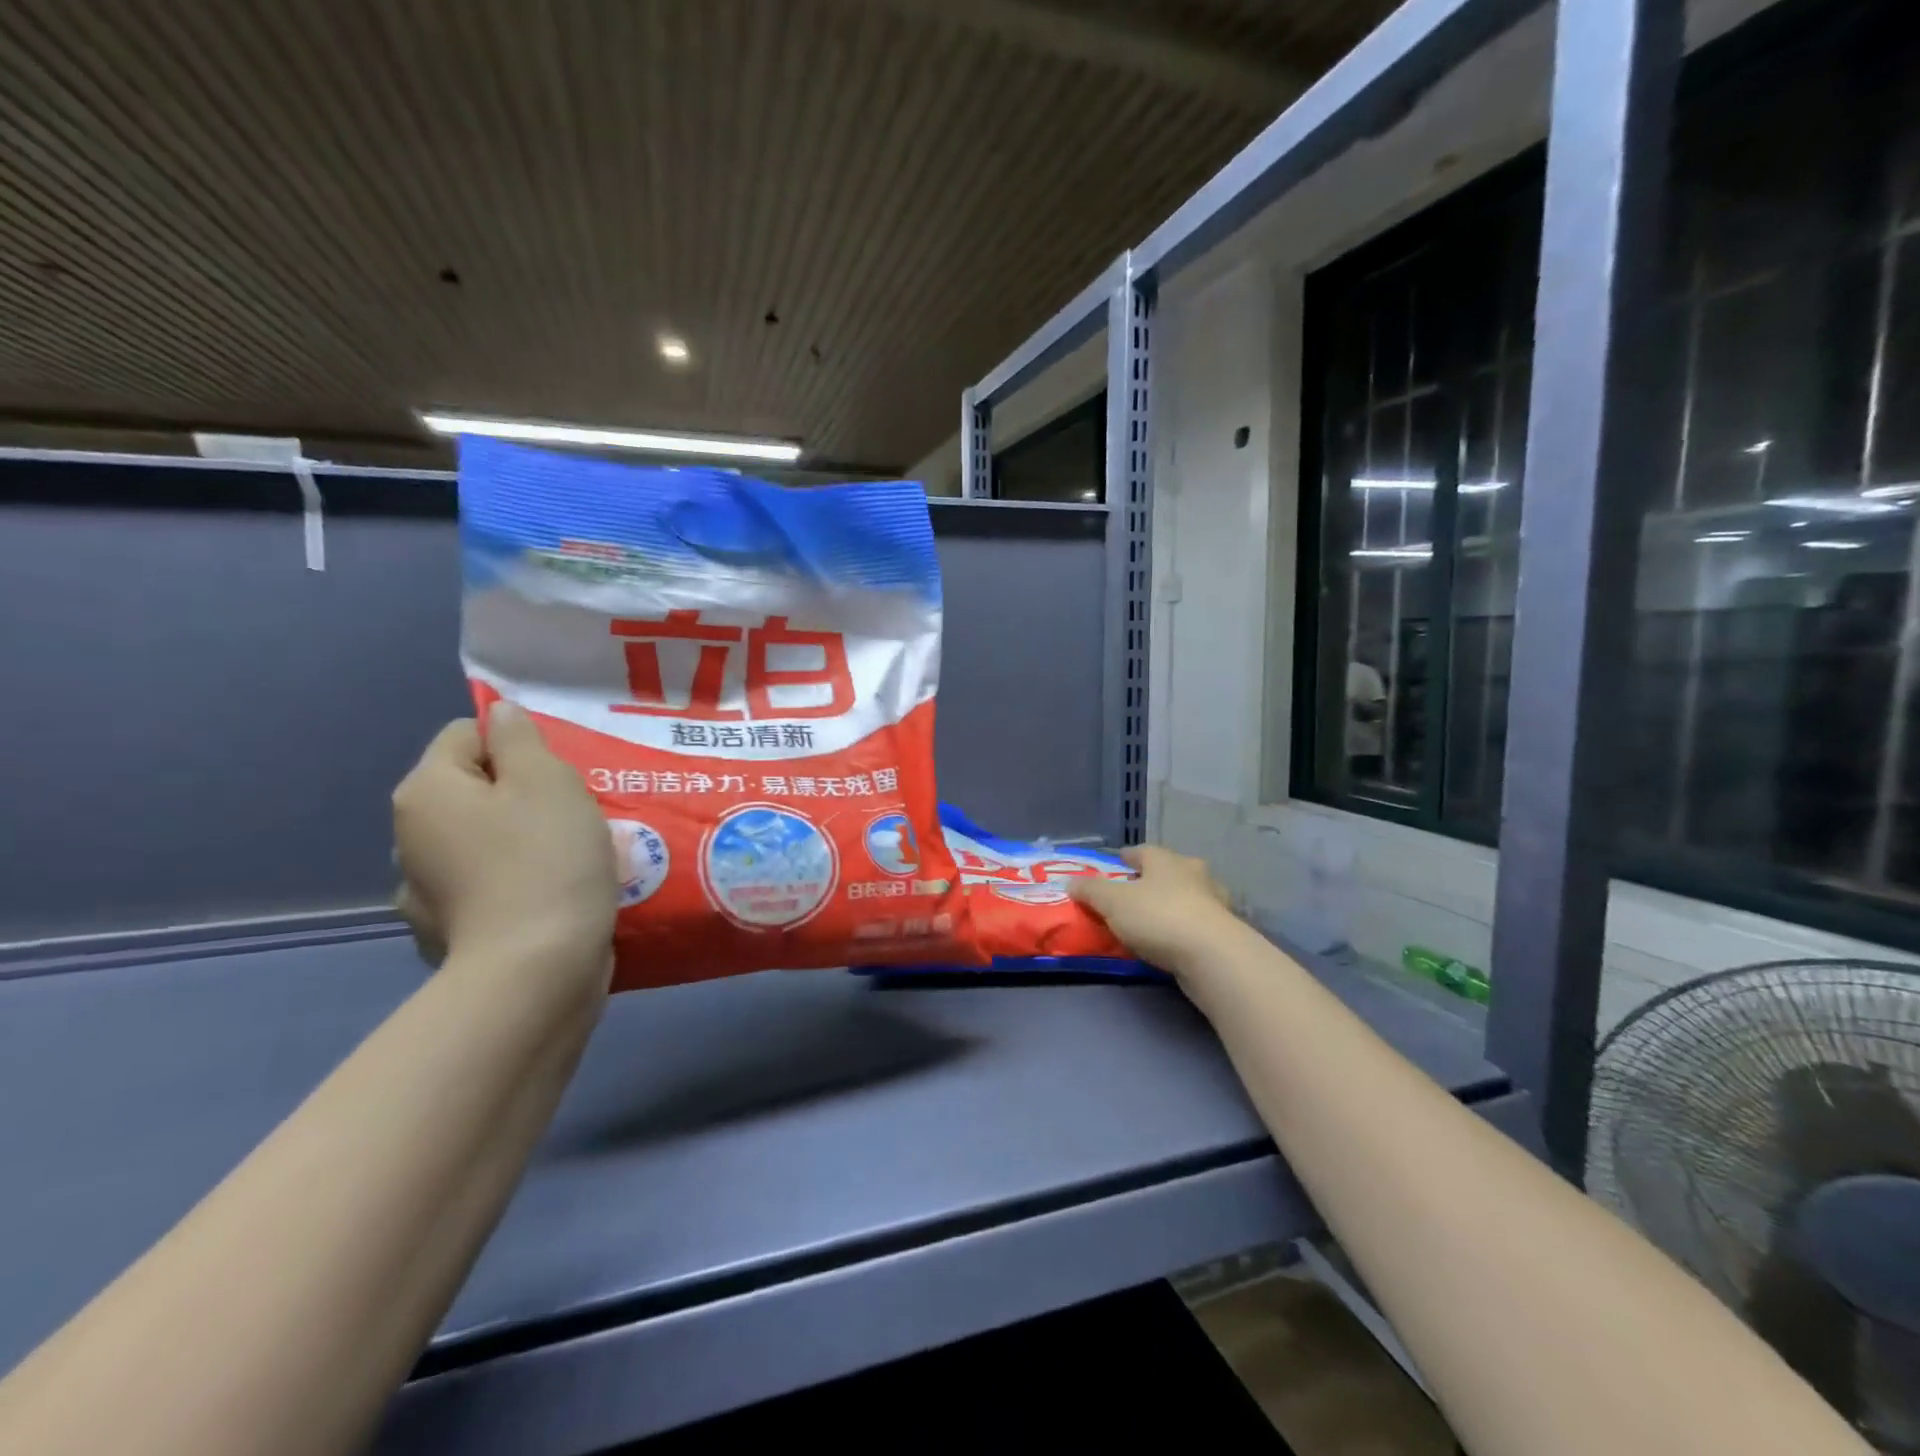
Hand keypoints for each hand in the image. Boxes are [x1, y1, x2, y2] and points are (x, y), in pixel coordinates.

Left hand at [392, 701, 617, 992]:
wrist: (536, 971)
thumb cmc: (545, 859)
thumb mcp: (547, 780)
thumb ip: (521, 738)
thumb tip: (501, 716)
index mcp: (426, 792)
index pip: (467, 736)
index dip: (519, 746)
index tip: (560, 777)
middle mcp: (410, 838)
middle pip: (475, 791)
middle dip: (523, 797)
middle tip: (574, 815)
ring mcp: (425, 893)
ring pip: (483, 841)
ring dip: (519, 842)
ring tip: (570, 859)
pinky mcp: (450, 934)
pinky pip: (487, 888)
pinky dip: (514, 886)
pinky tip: (549, 898)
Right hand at [1068, 845, 1240, 977]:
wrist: (1213, 956)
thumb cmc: (1158, 917)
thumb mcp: (1112, 902)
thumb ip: (1090, 890)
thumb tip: (1070, 882)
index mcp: (1166, 860)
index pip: (1142, 850)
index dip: (1125, 858)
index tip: (1114, 866)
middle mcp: (1193, 873)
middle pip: (1168, 870)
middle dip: (1152, 879)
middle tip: (1132, 894)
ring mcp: (1214, 902)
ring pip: (1187, 896)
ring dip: (1173, 904)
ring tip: (1153, 920)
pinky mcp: (1225, 931)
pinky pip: (1197, 923)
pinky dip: (1185, 928)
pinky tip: (1173, 941)